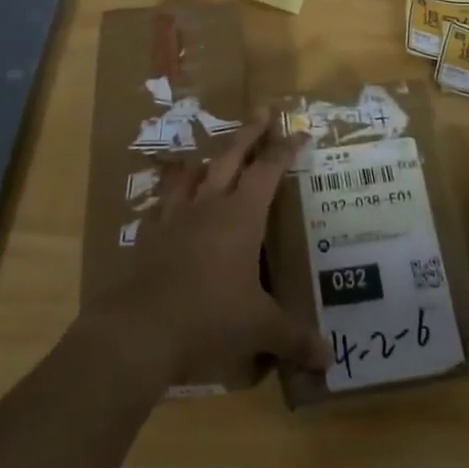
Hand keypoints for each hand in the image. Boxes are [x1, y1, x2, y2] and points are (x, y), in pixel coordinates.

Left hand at [83, 109, 327, 386]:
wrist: (140, 330)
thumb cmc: (210, 318)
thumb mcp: (259, 329)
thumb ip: (294, 338)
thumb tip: (327, 358)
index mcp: (241, 215)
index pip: (269, 169)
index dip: (285, 149)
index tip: (299, 131)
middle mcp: (209, 204)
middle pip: (232, 156)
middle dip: (250, 132)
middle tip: (262, 109)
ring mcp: (175, 216)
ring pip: (193, 173)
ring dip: (207, 159)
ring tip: (212, 153)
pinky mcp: (150, 234)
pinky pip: (163, 202)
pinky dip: (171, 193)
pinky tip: (170, 200)